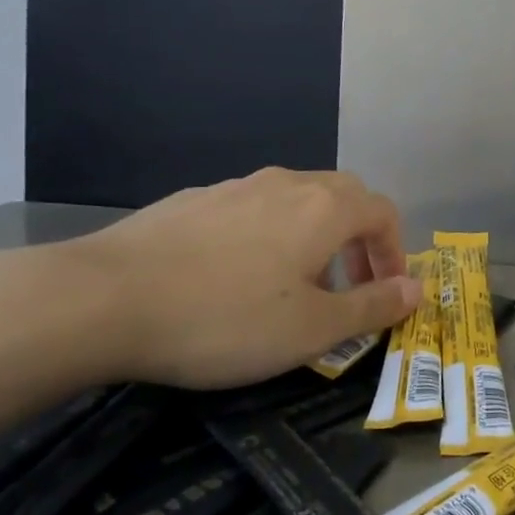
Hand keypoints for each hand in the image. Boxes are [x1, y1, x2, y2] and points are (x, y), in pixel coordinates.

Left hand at [65, 168, 420, 389]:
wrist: (99, 300)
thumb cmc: (224, 318)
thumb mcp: (311, 330)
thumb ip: (372, 307)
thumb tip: (416, 288)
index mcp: (324, 208)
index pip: (383, 212)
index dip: (395, 251)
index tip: (386, 293)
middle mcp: (287, 184)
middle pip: (344, 197)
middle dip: (358, 240)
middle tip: (347, 287)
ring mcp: (235, 187)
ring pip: (296, 201)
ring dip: (313, 238)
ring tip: (291, 288)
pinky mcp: (192, 201)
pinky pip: (251, 210)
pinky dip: (267, 236)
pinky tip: (232, 278)